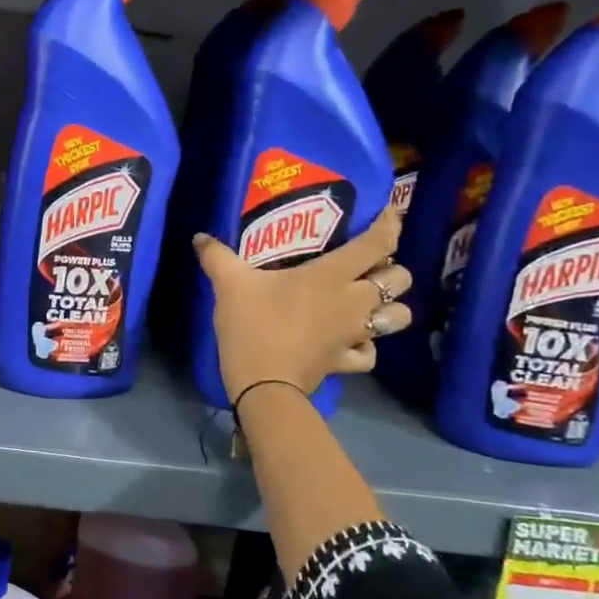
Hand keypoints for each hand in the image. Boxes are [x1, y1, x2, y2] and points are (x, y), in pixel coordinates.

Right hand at [195, 208, 412, 403]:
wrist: (263, 383)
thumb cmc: (253, 325)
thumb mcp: (229, 284)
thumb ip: (217, 257)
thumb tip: (199, 237)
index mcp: (331, 275)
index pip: (377, 244)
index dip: (389, 225)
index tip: (388, 215)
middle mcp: (353, 301)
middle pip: (400, 280)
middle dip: (392, 270)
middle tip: (368, 267)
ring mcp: (354, 333)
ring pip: (398, 317)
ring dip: (390, 308)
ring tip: (369, 304)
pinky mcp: (346, 361)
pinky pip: (370, 353)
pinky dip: (366, 347)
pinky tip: (351, 342)